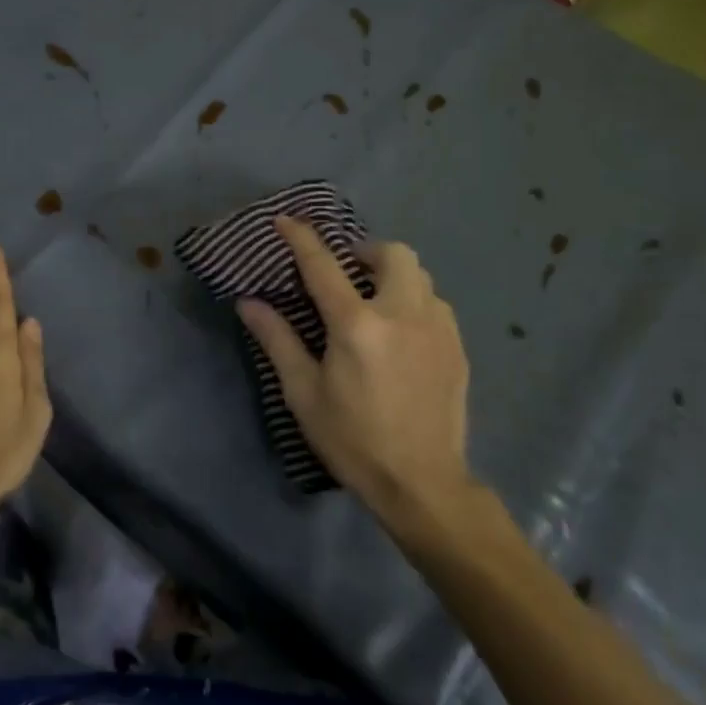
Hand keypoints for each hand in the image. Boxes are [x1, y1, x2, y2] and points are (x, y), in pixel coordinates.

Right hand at [237, 217, 479, 535]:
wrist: (422, 483)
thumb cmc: (352, 439)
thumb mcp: (303, 393)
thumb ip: (277, 340)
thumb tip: (248, 303)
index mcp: (356, 325)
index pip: (323, 265)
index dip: (301, 238)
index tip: (285, 221)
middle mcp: (401, 314)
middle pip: (393, 253)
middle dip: (366, 251)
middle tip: (347, 271)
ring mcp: (437, 328)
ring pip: (420, 276)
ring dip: (393, 275)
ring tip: (374, 300)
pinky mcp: (457, 347)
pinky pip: (436, 304)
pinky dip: (414, 301)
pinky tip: (401, 332)